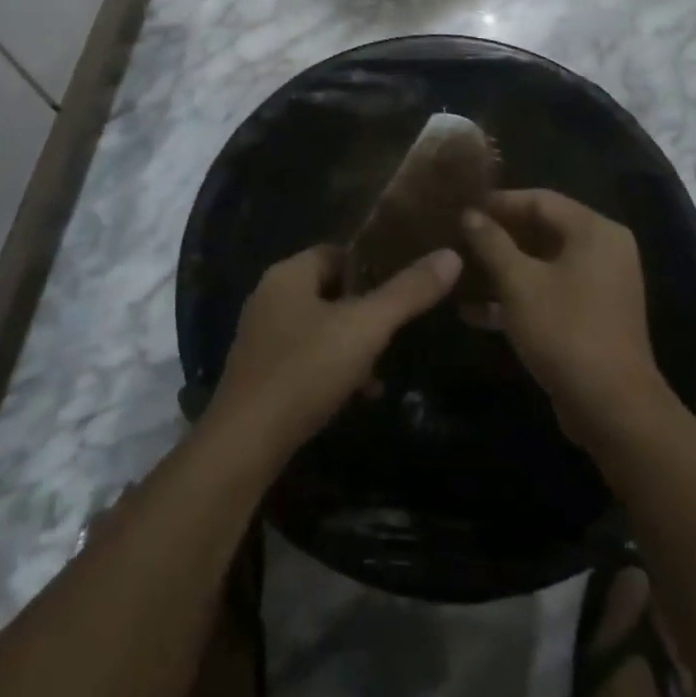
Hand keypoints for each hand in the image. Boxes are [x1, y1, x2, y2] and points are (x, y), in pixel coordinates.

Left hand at [208, 244, 461, 462]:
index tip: (405, 283)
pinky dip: (333, 368)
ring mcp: (261, 336)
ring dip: (352, 343)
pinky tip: (357, 394)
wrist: (244, 444)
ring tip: (383, 367)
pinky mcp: (261, 373)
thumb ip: (407, 292)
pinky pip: (306, 357)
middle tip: (400, 327)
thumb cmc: (304, 371)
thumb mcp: (364, 328)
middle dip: (366, 309)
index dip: (371, 264)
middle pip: (330, 290)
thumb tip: (451, 255)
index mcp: (288, 275)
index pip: (336, 252)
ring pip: (320, 326)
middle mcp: (269, 297)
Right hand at [461, 190, 664, 443]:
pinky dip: (517, 296)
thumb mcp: (518, 283)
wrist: (612, 407)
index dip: (498, 202)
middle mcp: (602, 249)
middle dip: (497, 237)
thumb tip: (469, 214)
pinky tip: (474, 311)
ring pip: (542, 263)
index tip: (461, 208)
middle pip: (541, 229)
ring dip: (501, 269)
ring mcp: (599, 284)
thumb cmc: (564, 331)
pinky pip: (549, 291)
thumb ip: (491, 243)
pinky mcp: (591, 314)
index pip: (539, 199)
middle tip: (456, 239)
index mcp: (593, 231)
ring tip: (458, 272)